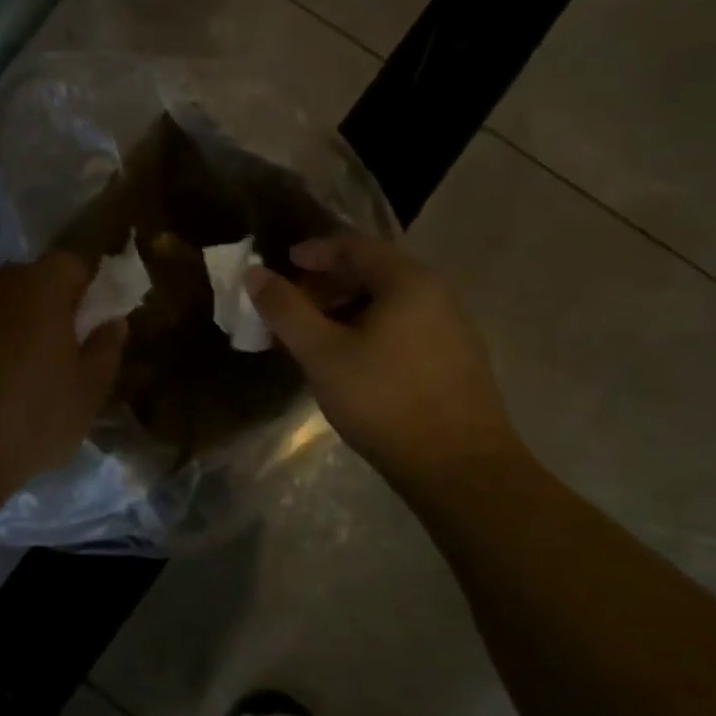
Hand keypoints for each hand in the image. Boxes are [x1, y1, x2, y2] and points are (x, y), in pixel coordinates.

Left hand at [0, 254, 125, 496]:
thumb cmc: (30, 421)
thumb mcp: (86, 395)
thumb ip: (105, 350)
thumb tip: (114, 323)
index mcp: (38, 288)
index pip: (70, 265)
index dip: (81, 292)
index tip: (83, 328)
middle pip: (24, 282)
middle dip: (38, 309)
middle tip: (45, 358)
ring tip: (0, 380)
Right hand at [248, 233, 520, 489]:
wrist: (461, 469)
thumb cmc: (385, 401)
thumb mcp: (323, 354)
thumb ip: (286, 309)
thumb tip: (254, 274)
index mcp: (408, 281)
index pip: (354, 246)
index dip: (314, 252)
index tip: (283, 265)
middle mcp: (437, 292)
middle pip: (373, 270)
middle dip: (327, 283)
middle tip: (293, 305)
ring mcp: (452, 326)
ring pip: (389, 300)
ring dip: (347, 308)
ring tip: (315, 335)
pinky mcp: (456, 357)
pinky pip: (404, 324)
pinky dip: (370, 327)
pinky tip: (351, 358)